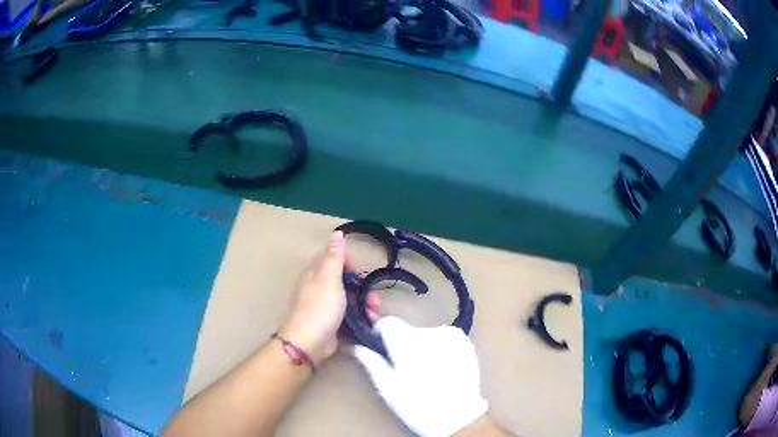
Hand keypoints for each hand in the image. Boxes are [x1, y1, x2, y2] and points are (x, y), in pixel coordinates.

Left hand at [279, 231, 379, 365]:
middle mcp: (318, 287)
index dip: (348, 262)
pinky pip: (348, 316)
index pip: (331, 258)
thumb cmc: (320, 307)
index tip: (359, 271)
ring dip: (364, 304)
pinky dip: (359, 317)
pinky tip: (370, 323)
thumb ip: (334, 256)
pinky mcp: (330, 323)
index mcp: (315, 273)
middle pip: (343, 280)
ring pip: (348, 299)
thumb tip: (337, 233)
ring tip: (375, 314)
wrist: (308, 343)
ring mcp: (324, 307)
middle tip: (374, 298)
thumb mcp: (329, 278)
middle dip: (362, 287)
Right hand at [353, 317, 488, 436]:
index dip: (381, 334)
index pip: (388, 322)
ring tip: (427, 371)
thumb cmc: (418, 405)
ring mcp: (450, 335)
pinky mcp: (464, 341)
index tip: (383, 348)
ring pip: (425, 334)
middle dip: (402, 344)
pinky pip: (443, 337)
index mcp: (407, 343)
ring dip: (421, 346)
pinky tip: (442, 367)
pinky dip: (439, 347)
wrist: (459, 416)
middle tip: (406, 369)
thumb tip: (354, 346)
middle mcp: (429, 333)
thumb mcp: (388, 388)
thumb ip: (371, 362)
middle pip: (407, 330)